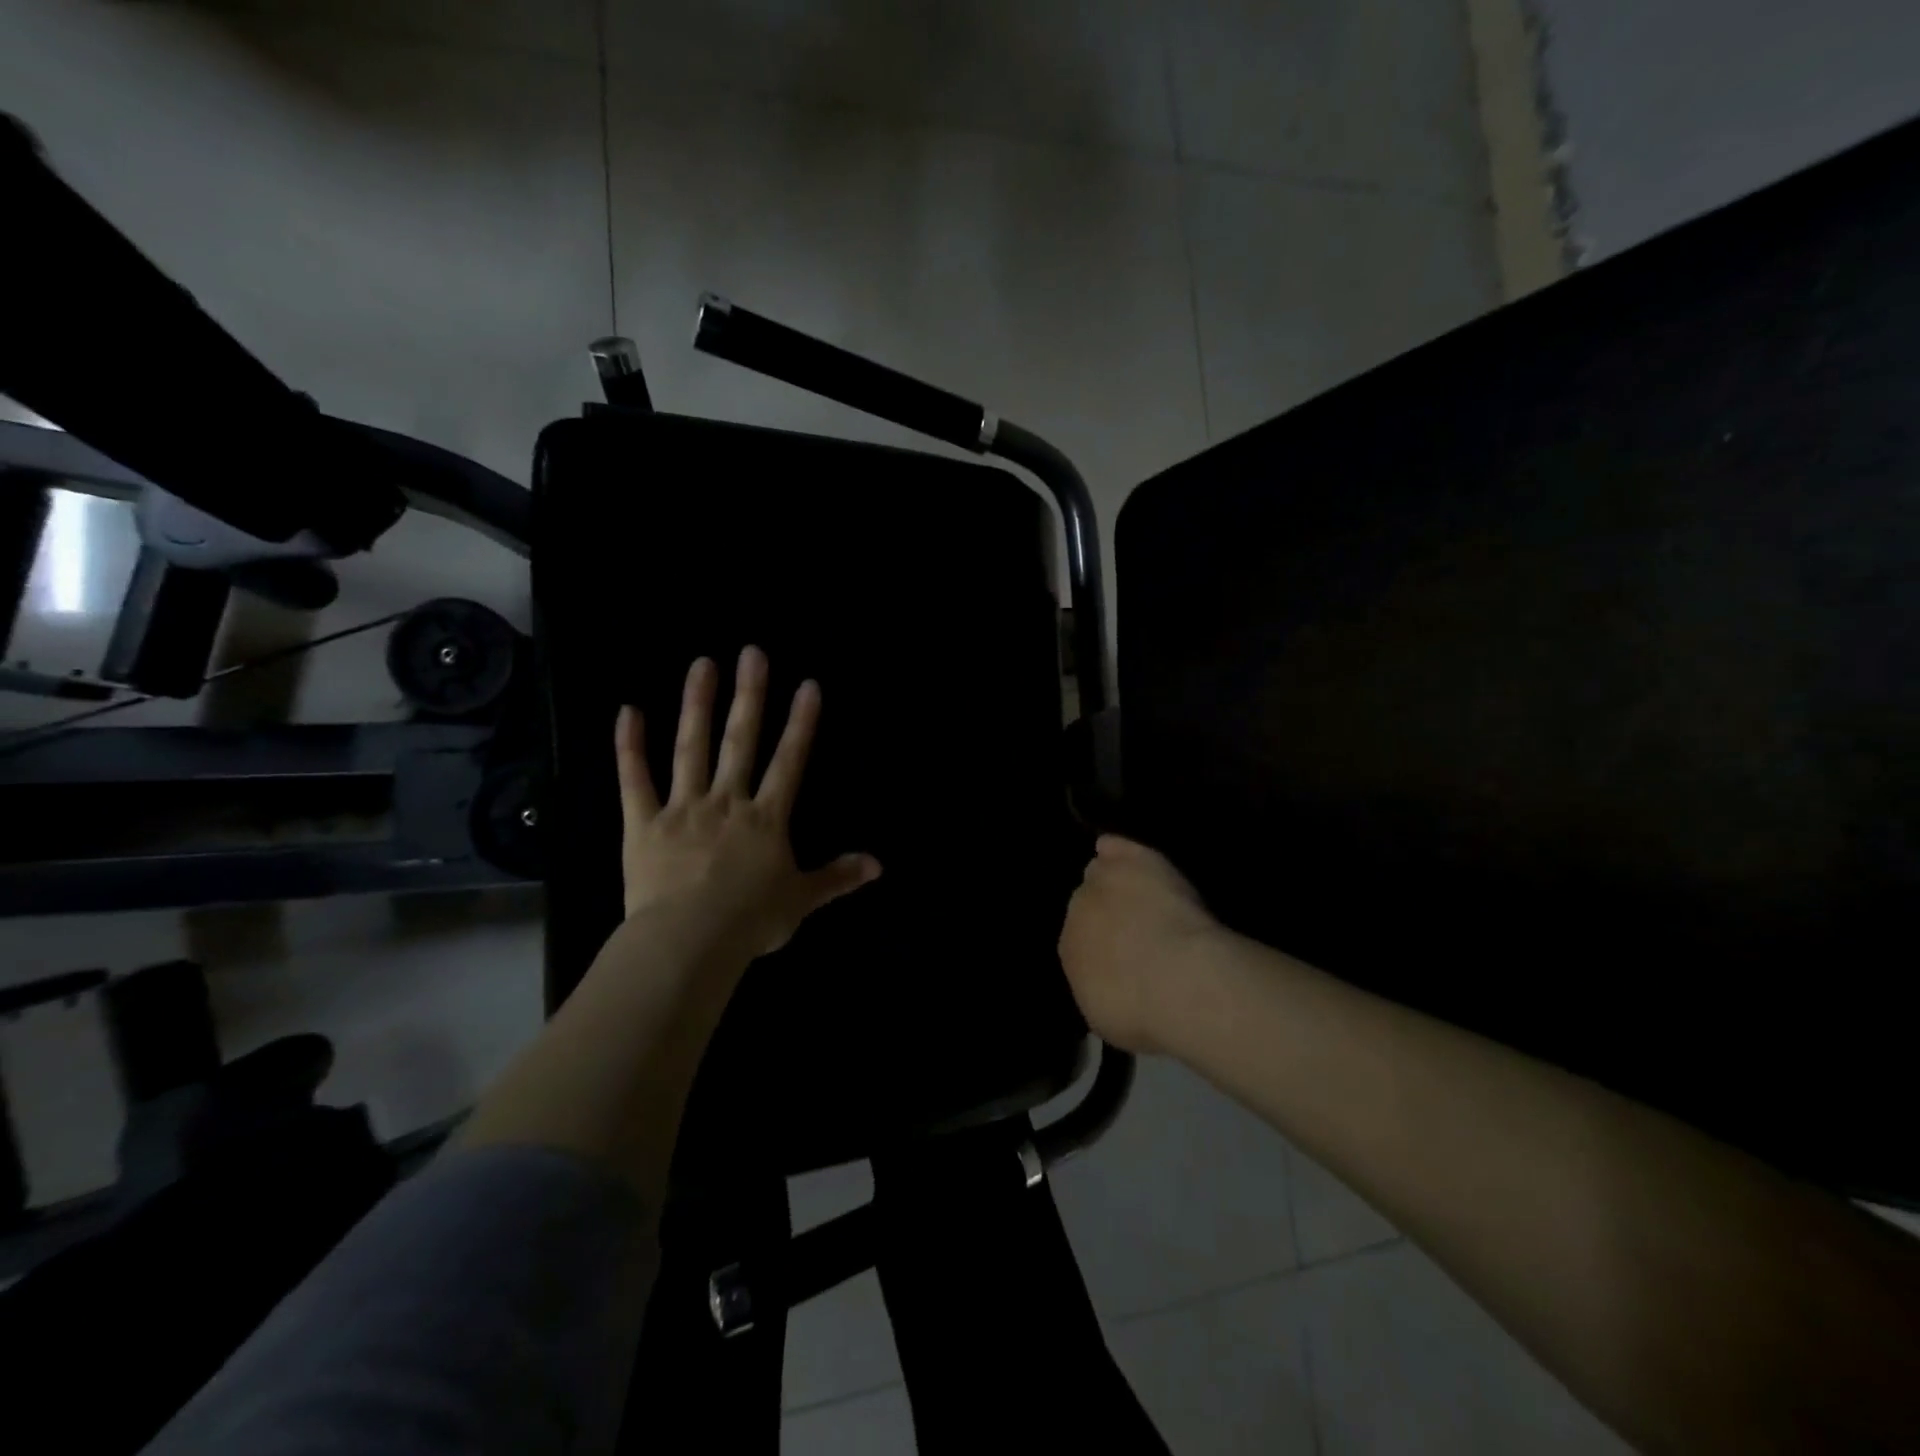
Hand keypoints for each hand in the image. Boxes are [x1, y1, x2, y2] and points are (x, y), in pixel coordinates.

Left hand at [615, 646, 880, 957]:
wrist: (689, 942)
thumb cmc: (750, 921)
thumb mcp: (801, 899)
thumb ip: (837, 877)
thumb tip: (878, 865)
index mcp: (765, 819)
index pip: (788, 761)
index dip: (801, 723)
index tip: (808, 685)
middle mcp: (726, 801)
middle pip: (741, 741)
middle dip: (750, 696)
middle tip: (753, 653)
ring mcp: (683, 809)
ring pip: (691, 748)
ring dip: (698, 705)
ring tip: (702, 665)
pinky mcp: (644, 825)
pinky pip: (635, 781)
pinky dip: (630, 747)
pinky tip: (628, 711)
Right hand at [1058, 835, 1227, 1054]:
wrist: (1178, 980)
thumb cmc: (1142, 1012)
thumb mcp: (1111, 1017)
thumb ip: (1101, 988)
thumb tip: (1108, 980)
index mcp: (1068, 952)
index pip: (1078, 941)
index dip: (1102, 948)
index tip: (1124, 958)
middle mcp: (1077, 911)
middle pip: (1086, 903)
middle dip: (1106, 916)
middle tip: (1137, 932)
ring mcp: (1104, 881)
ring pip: (1099, 872)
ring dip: (1112, 881)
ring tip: (1136, 893)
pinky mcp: (1135, 861)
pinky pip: (1116, 847)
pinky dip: (1116, 849)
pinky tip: (1115, 848)